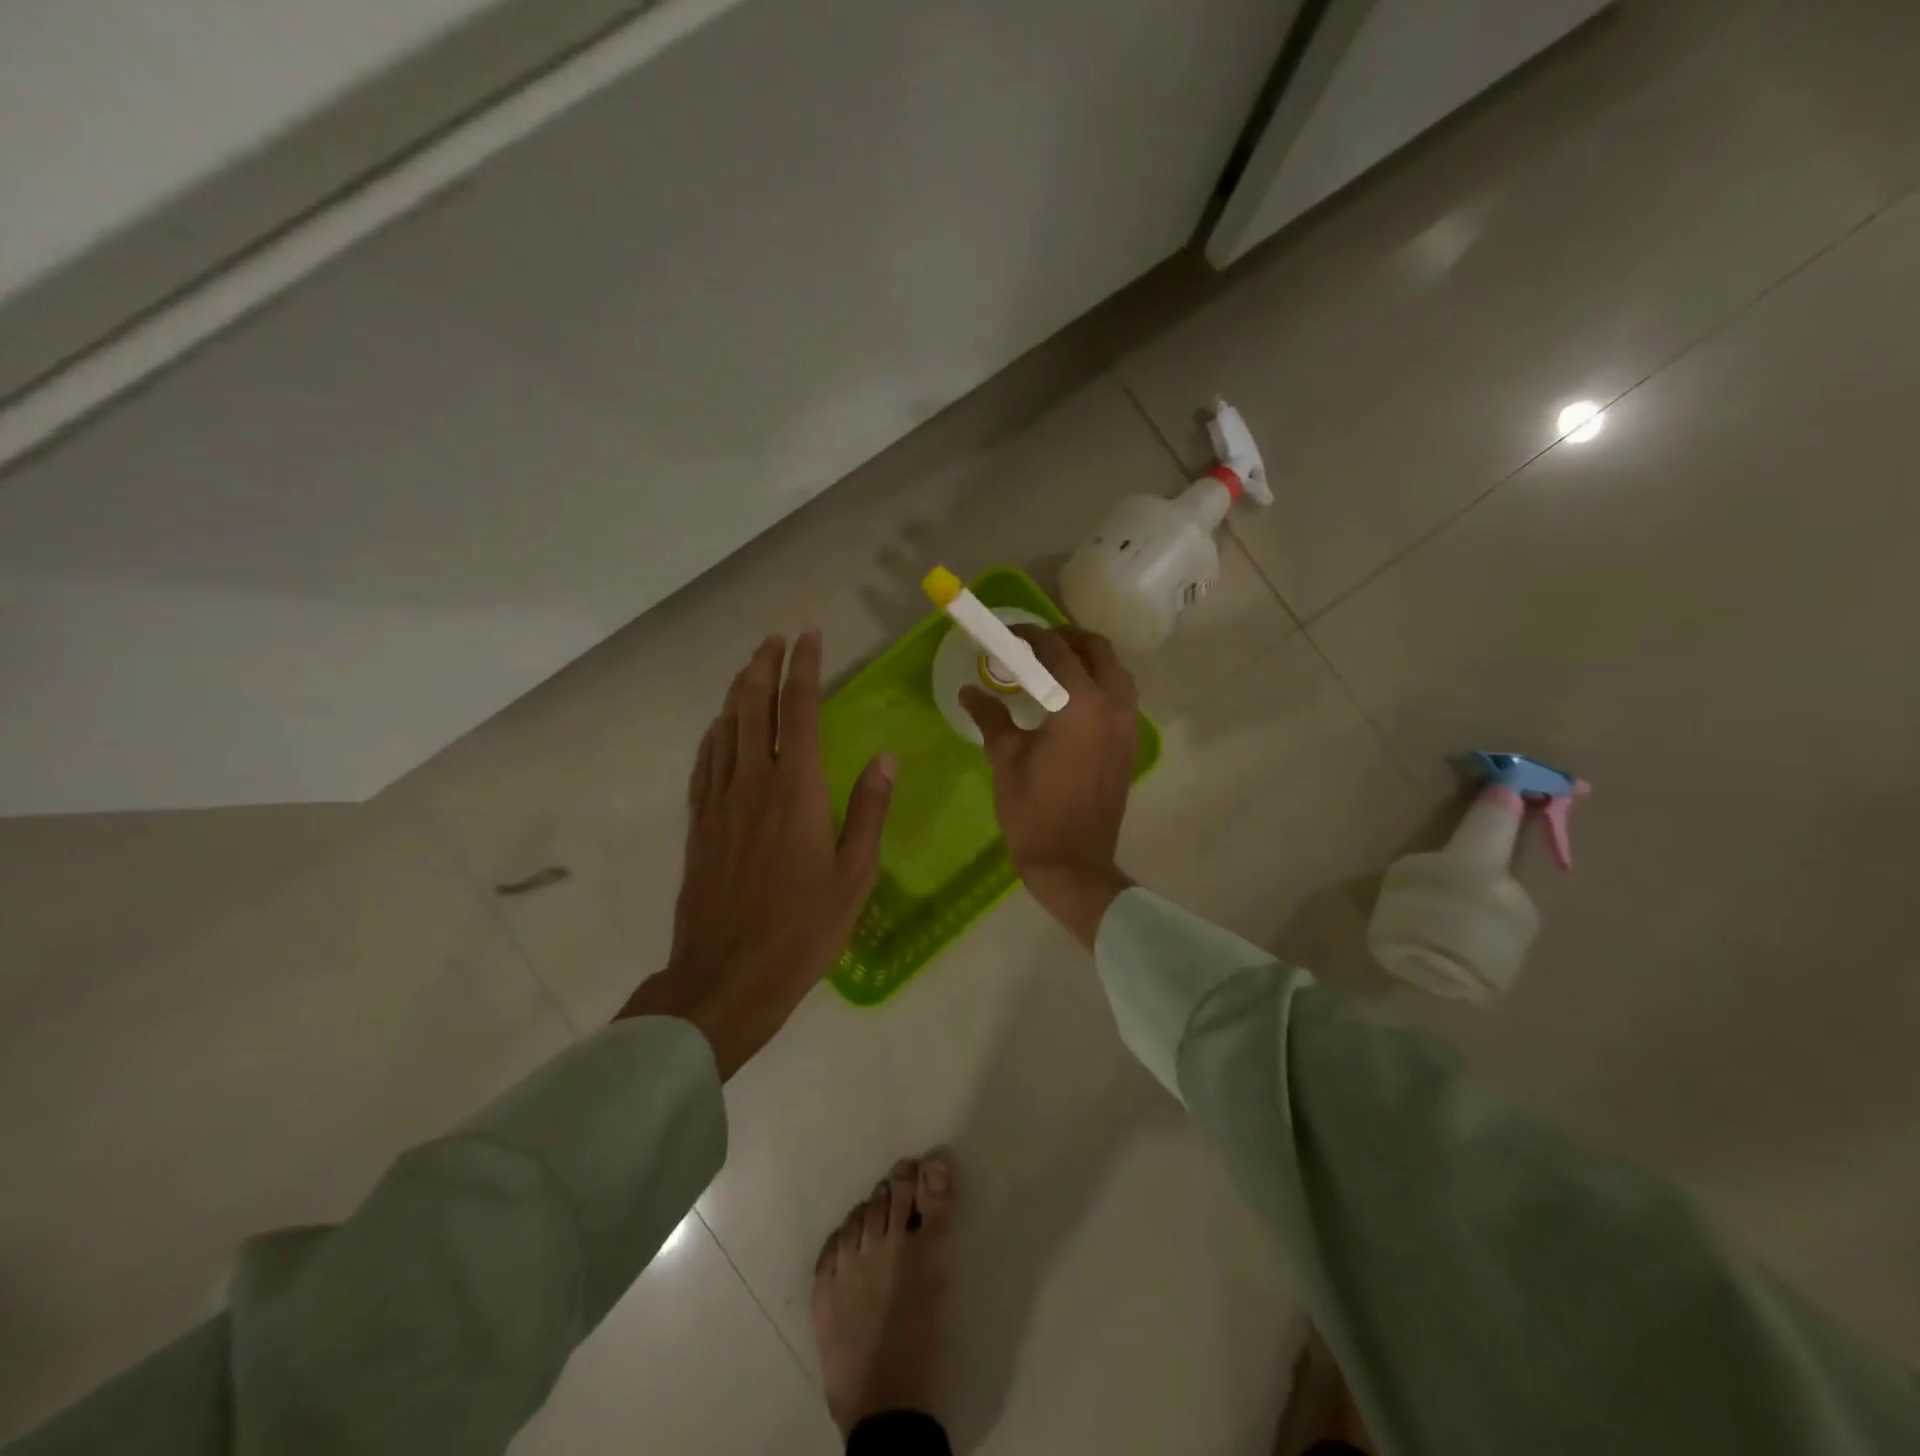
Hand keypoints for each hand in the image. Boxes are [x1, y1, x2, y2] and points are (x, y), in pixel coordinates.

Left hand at [618, 630, 894, 1076]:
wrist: (727, 975)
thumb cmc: (803, 929)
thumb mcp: (854, 874)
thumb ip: (868, 810)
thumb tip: (885, 758)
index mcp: (797, 790)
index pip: (800, 710)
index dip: (804, 668)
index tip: (809, 638)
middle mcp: (754, 783)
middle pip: (753, 706)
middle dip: (764, 665)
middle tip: (775, 640)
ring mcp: (719, 801)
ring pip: (725, 727)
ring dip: (737, 691)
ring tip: (751, 669)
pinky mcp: (699, 823)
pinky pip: (705, 761)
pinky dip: (715, 732)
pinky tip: (721, 727)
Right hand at [961, 626, 1137, 949]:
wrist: (1072, 862)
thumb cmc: (1033, 811)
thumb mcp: (1005, 758)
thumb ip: (990, 716)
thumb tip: (970, 690)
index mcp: (1080, 704)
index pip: (1057, 651)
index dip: (1031, 636)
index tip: (1009, 636)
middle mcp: (1112, 706)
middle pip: (1098, 650)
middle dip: (1066, 639)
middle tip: (1035, 646)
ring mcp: (1127, 726)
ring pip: (1117, 673)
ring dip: (1089, 660)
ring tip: (1056, 668)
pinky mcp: (1129, 746)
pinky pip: (1122, 698)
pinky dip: (1102, 685)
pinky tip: (1073, 702)